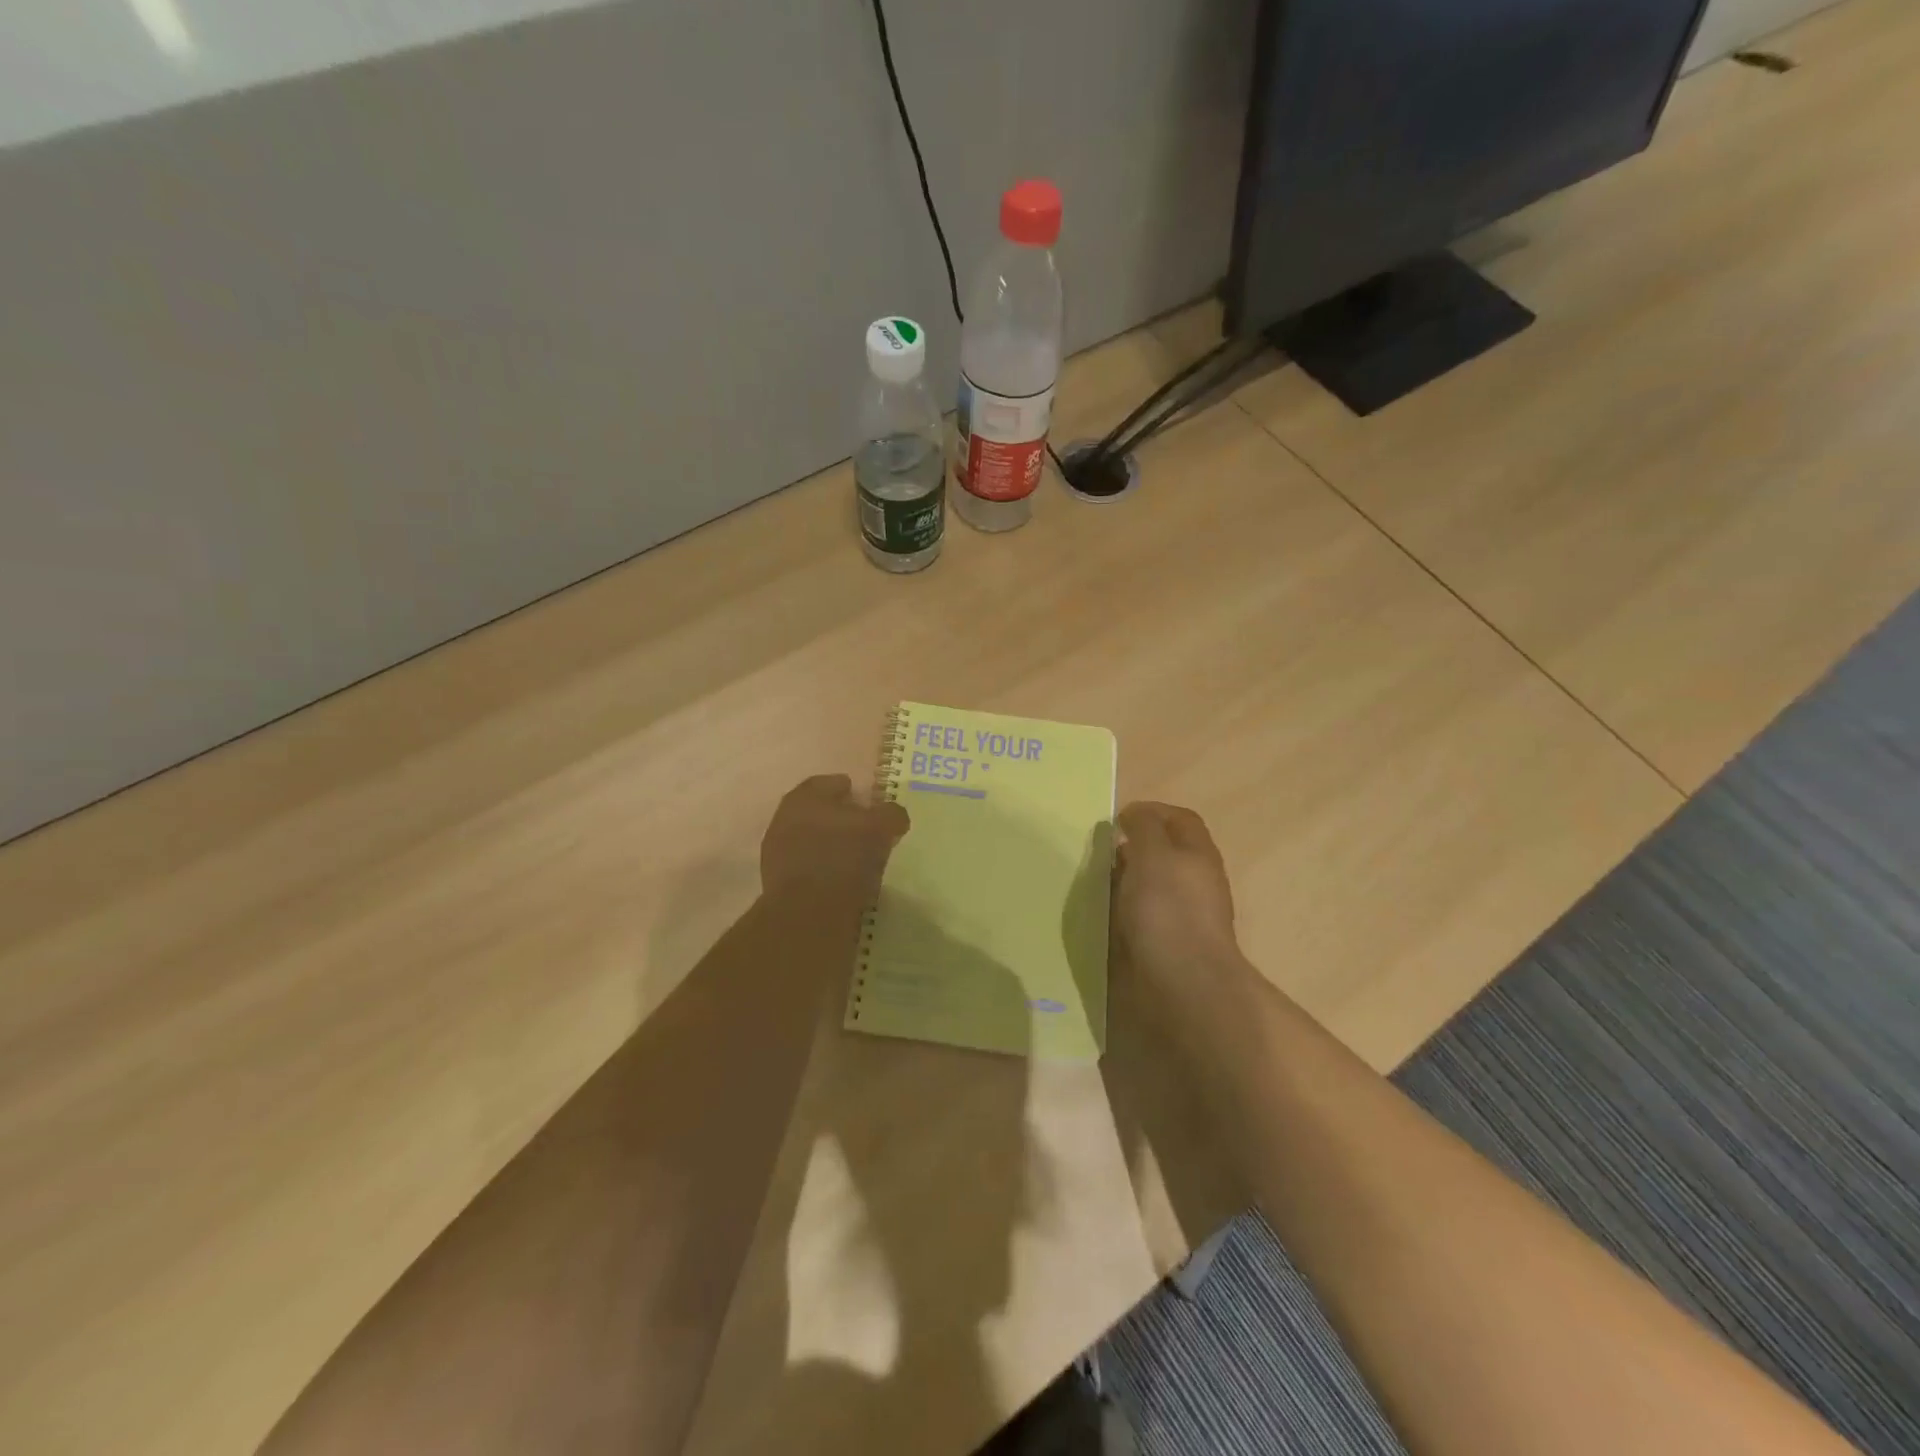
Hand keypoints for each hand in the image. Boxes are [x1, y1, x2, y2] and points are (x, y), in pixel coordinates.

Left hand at [760, 774, 909, 902]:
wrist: (808, 914)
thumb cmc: (843, 858)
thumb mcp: (880, 829)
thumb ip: (890, 815)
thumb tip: (894, 815)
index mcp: (804, 797)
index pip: (829, 783)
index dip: (851, 790)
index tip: (869, 803)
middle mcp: (784, 819)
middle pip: (817, 812)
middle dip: (840, 819)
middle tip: (866, 830)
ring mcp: (777, 853)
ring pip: (811, 840)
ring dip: (831, 846)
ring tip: (858, 859)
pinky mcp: (778, 884)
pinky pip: (808, 868)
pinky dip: (825, 870)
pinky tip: (843, 880)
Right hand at [1114, 802, 1242, 993]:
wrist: (1182, 984)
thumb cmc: (1168, 909)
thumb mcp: (1154, 853)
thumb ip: (1144, 827)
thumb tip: (1135, 815)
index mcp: (1197, 854)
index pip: (1179, 820)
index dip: (1151, 811)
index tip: (1116, 819)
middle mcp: (1193, 882)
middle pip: (1162, 853)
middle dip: (1130, 848)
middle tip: (1096, 850)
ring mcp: (1179, 916)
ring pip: (1147, 886)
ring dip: (1121, 881)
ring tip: (1090, 881)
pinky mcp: (1162, 945)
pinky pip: (1136, 917)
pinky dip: (1117, 911)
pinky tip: (1097, 914)